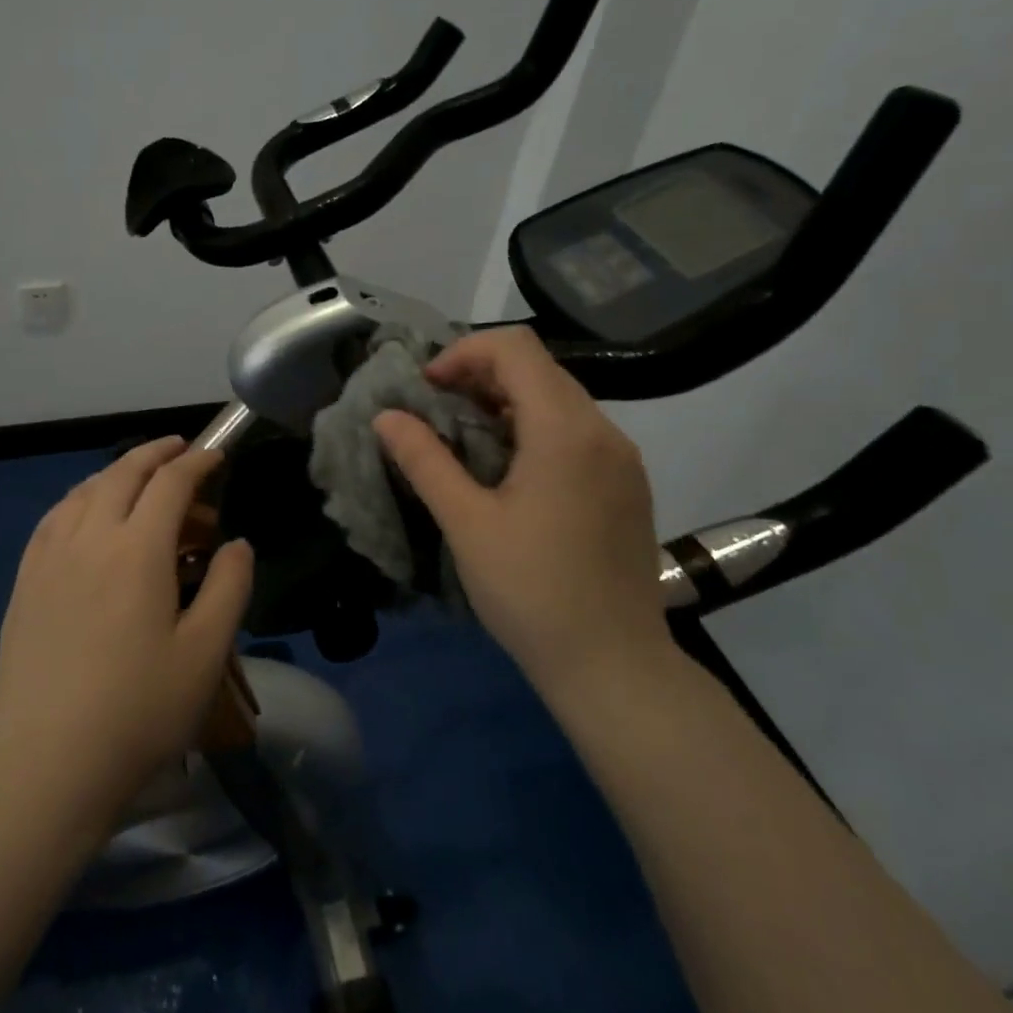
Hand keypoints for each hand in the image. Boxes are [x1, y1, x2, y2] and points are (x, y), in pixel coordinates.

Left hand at [0, 437, 254, 822]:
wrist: (47, 765)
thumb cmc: (139, 711)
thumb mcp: (205, 653)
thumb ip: (228, 587)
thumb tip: (237, 544)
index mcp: (137, 550)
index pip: (170, 483)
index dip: (197, 462)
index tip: (216, 456)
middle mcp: (89, 538)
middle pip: (122, 474)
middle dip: (155, 454)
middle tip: (180, 449)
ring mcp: (48, 559)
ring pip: (84, 491)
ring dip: (116, 473)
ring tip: (138, 477)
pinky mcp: (23, 583)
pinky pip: (53, 518)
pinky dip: (79, 499)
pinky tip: (85, 514)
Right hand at [372, 327, 670, 698]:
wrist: (613, 664)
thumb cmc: (531, 591)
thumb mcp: (466, 523)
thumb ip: (424, 459)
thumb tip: (386, 416)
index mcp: (564, 429)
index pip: (515, 347)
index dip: (463, 353)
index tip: (426, 390)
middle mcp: (603, 430)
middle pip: (538, 368)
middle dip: (479, 376)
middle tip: (435, 412)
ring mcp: (622, 458)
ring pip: (558, 398)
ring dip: (505, 402)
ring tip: (463, 440)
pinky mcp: (627, 484)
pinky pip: (576, 431)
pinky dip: (533, 428)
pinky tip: (507, 470)